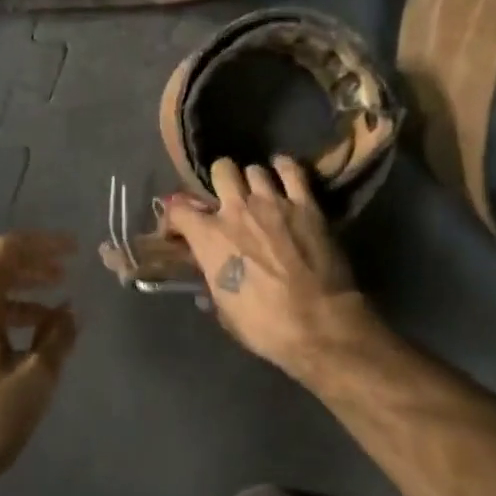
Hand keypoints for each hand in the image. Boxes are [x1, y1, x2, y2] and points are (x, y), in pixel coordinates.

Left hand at [0, 232, 78, 495]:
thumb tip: (69, 311)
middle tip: (64, 277)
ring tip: (50, 316)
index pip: (8, 249)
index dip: (43, 244)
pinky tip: (19, 345)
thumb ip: (56, 339)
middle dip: (32, 269)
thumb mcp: (33, 381)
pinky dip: (0, 319)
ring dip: (18, 298)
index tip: (74, 250)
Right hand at [160, 157, 381, 381]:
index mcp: (209, 236)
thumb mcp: (224, 309)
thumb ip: (212, 281)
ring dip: (253, 181)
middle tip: (228, 200)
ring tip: (260, 194)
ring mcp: (273, 202)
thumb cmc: (265, 326)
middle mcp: (236, 209)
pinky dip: (285, 169)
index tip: (181, 227)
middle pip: (221, 170)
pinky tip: (284, 175)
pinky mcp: (306, 204)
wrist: (319, 325)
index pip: (177, 208)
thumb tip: (208, 276)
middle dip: (221, 182)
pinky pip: (292, 170)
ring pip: (254, 169)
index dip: (176, 215)